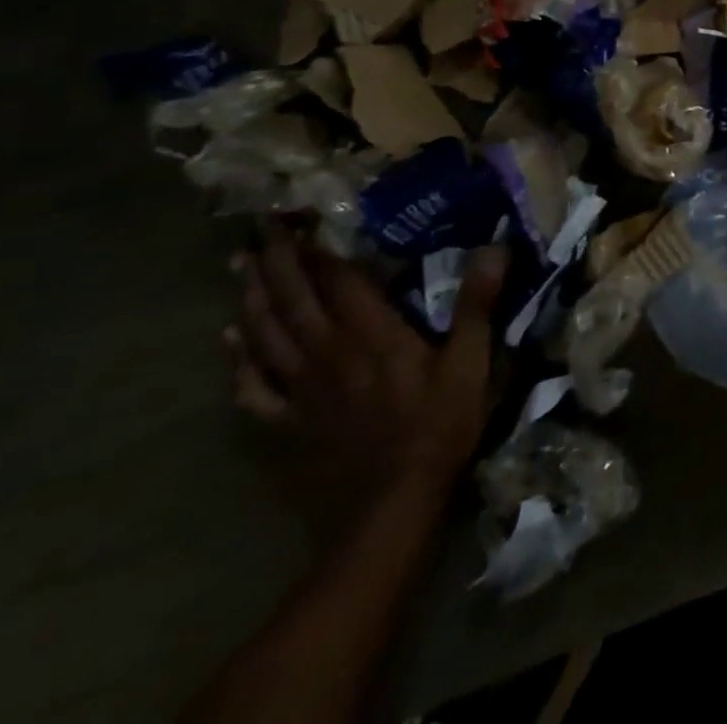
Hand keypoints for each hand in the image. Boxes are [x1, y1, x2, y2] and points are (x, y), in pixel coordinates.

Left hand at [225, 225, 507, 512]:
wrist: (389, 506)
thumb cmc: (438, 426)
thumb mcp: (472, 362)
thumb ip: (478, 304)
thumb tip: (494, 248)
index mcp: (373, 335)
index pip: (339, 281)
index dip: (321, 249)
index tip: (301, 219)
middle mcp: (329, 353)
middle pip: (295, 300)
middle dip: (278, 262)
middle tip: (260, 231)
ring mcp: (302, 389)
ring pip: (266, 335)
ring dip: (252, 298)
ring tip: (239, 268)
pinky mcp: (289, 422)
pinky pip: (254, 385)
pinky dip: (239, 359)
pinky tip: (232, 342)